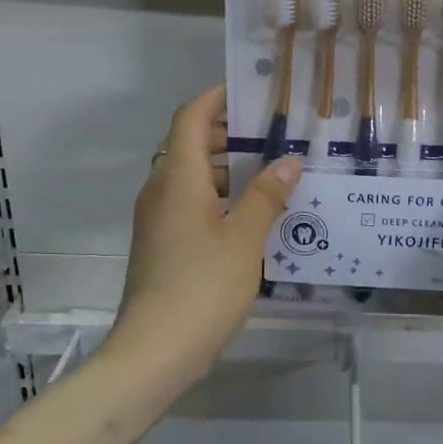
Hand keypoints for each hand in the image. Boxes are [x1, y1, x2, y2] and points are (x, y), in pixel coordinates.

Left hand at [106, 87, 301, 390]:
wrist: (155, 350)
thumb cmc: (202, 287)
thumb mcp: (245, 240)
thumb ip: (266, 196)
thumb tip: (288, 160)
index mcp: (177, 178)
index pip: (190, 118)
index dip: (216, 99)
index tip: (249, 93)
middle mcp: (159, 190)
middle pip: (188, 145)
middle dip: (227, 135)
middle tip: (273, 138)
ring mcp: (156, 220)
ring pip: (189, 178)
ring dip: (225, 170)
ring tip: (270, 177)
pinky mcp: (160, 245)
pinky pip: (188, 205)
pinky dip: (217, 199)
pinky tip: (251, 218)